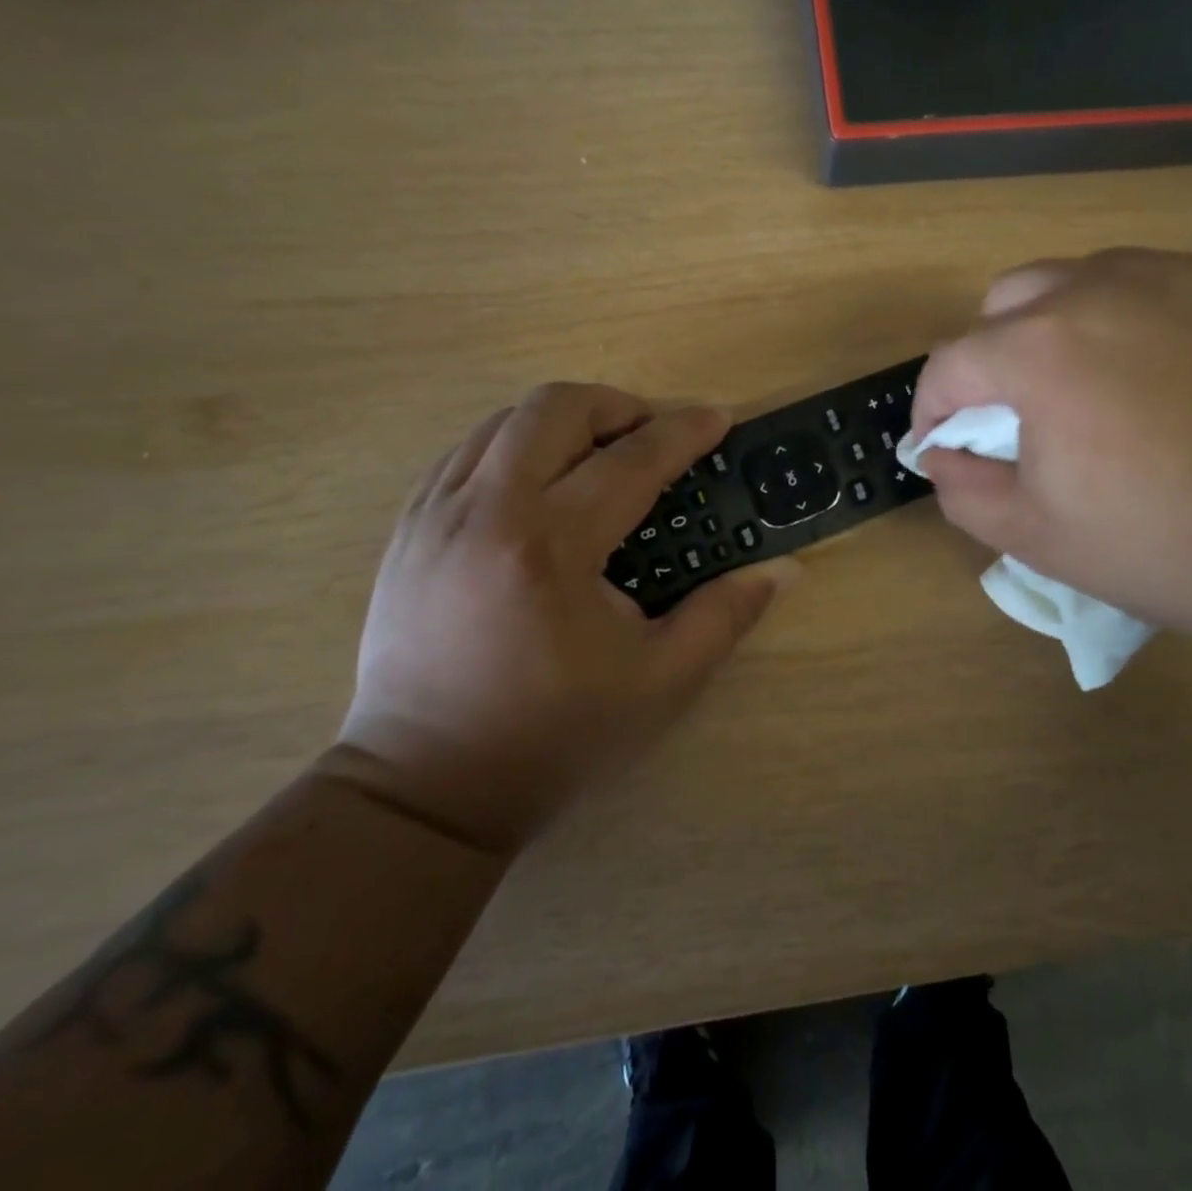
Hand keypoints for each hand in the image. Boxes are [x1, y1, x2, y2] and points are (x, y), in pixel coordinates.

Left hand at [331, 385, 798, 854]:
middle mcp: (486, 511)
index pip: (631, 461)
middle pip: (555, 408)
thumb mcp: (660, 683)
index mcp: (551, 549)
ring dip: (565, 422)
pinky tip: (542, 485)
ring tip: (601, 456)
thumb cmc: (553, 736)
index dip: (684, 431)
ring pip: (504, 420)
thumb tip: (783, 570)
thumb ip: (725, 616)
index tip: (717, 419)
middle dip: (618, 406)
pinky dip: (515, 446)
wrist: (426, 786)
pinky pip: (466, 452)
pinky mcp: (408, 529)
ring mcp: (436, 515)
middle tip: (654, 435)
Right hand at [910, 249, 1191, 659]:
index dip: (932, 408)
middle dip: (993, 356)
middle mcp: (1105, 288)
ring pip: (1088, 279)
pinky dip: (1146, 323)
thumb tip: (940, 453)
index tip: (942, 444)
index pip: (950, 362)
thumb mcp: (1035, 538)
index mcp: (1041, 350)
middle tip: (1022, 414)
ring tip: (1101, 392)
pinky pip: (1170, 286)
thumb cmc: (1170, 548)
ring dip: (1065, 329)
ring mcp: (1189, 274)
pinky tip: (1182, 385)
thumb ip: (961, 488)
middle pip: (1009, 300)